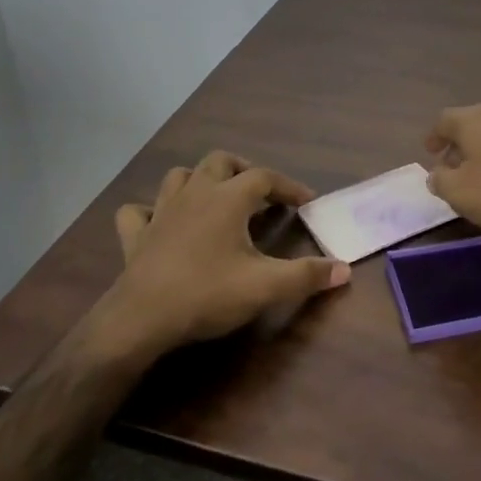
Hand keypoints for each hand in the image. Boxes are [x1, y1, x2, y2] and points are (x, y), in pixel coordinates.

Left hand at [87, 151, 349, 359]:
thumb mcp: (266, 286)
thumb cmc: (208, 294)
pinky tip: (160, 222)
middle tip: (260, 193)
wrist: (141, 319)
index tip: (306, 201)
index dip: (288, 186)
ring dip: (200, 180)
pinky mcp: (136, 235)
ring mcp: (160, 212)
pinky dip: (150, 211)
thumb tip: (344, 269)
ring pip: (180, 176)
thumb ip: (307, 275)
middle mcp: (195, 194)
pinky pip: (138, 211)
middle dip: (244, 170)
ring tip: (216, 198)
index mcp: (228, 199)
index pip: (265, 177)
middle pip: (221, 162)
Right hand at [424, 105, 480, 246]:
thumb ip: (441, 181)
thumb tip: (437, 173)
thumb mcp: (461, 193)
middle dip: (459, 144)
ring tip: (480, 176)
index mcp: (473, 120)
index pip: (444, 119)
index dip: (434, 136)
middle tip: (452, 166)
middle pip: (472, 123)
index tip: (430, 152)